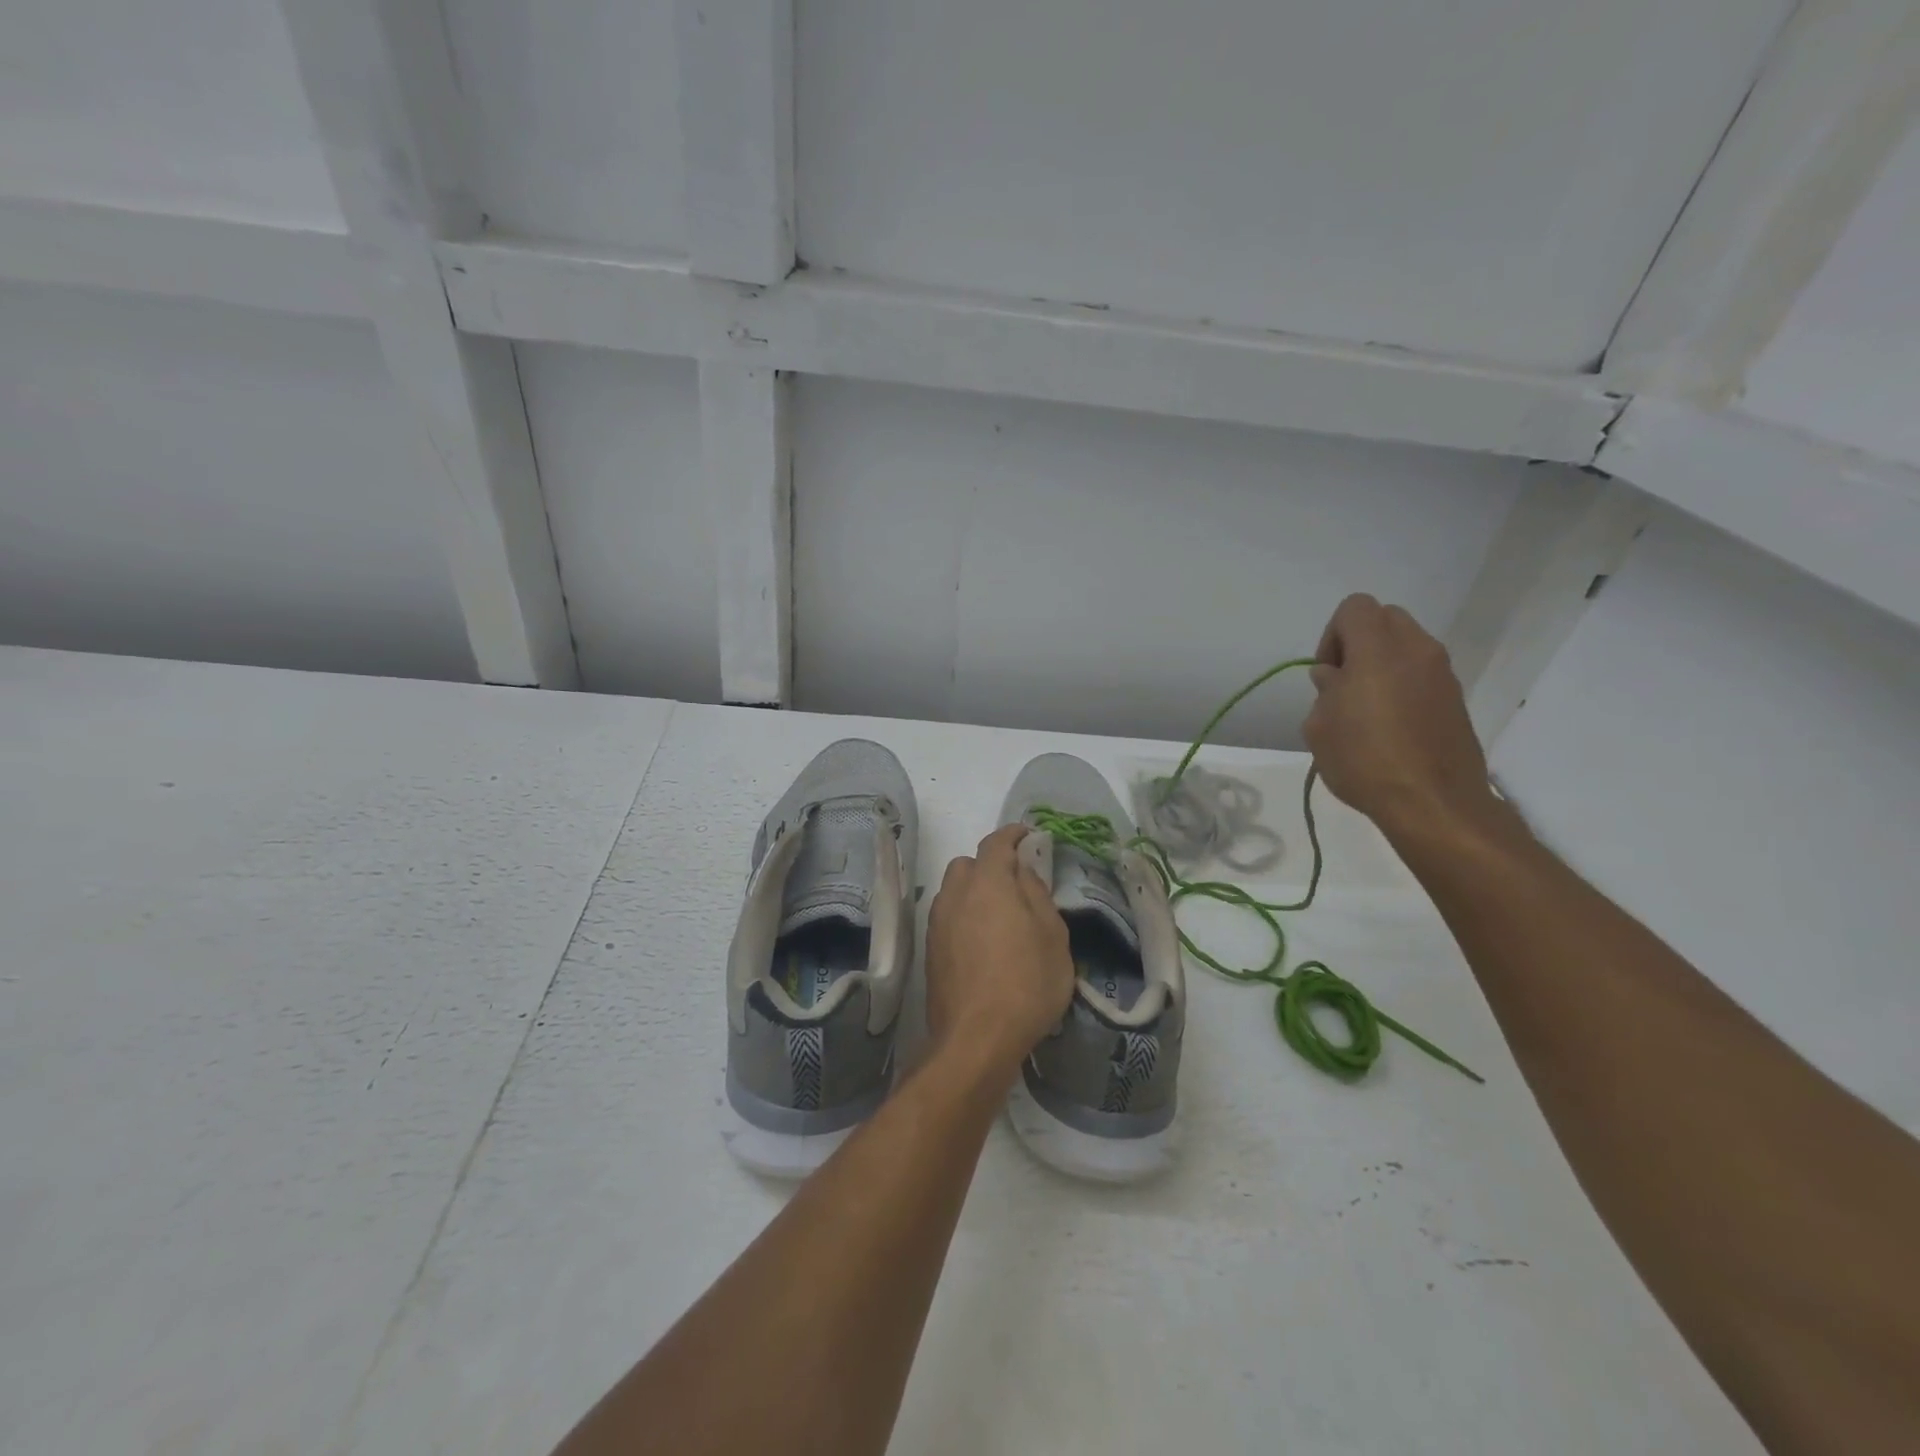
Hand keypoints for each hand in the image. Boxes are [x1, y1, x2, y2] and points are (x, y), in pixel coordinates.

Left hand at [924, 825, 1074, 1074]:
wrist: (976, 1038)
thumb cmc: (1027, 982)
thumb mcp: (1052, 935)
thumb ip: (1036, 893)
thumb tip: (1023, 870)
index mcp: (987, 882)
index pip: (996, 842)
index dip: (1013, 834)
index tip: (1029, 836)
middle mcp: (955, 894)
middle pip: (969, 864)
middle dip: (990, 865)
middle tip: (1017, 885)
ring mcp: (937, 922)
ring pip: (954, 891)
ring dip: (974, 892)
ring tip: (999, 917)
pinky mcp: (929, 950)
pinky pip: (948, 917)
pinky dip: (964, 917)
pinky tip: (982, 943)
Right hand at [1303, 594, 1497, 837]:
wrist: (1433, 802)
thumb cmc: (1365, 760)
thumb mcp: (1320, 727)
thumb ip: (1325, 691)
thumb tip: (1336, 679)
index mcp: (1378, 649)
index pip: (1354, 608)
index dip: (1332, 635)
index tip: (1328, 674)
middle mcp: (1417, 650)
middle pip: (1385, 619)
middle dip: (1360, 642)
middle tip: (1345, 684)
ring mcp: (1443, 674)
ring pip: (1407, 645)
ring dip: (1382, 664)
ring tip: (1366, 708)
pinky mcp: (1456, 699)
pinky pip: (1422, 673)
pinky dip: (1403, 684)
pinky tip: (1390, 726)